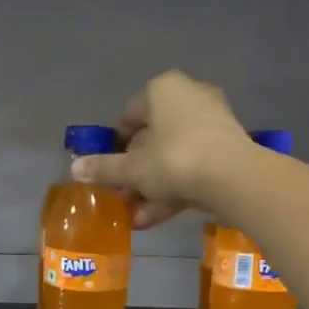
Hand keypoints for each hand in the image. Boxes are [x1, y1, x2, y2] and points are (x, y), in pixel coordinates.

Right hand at [71, 70, 254, 227]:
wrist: (234, 178)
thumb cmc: (174, 160)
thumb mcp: (132, 169)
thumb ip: (103, 169)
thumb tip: (74, 168)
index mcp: (162, 90)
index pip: (129, 115)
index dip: (115, 145)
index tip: (108, 170)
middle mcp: (188, 97)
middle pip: (152, 138)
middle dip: (135, 171)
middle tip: (121, 196)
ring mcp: (212, 123)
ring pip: (172, 157)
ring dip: (152, 187)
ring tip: (135, 217)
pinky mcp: (227, 149)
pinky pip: (192, 168)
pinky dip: (174, 190)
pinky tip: (154, 218)